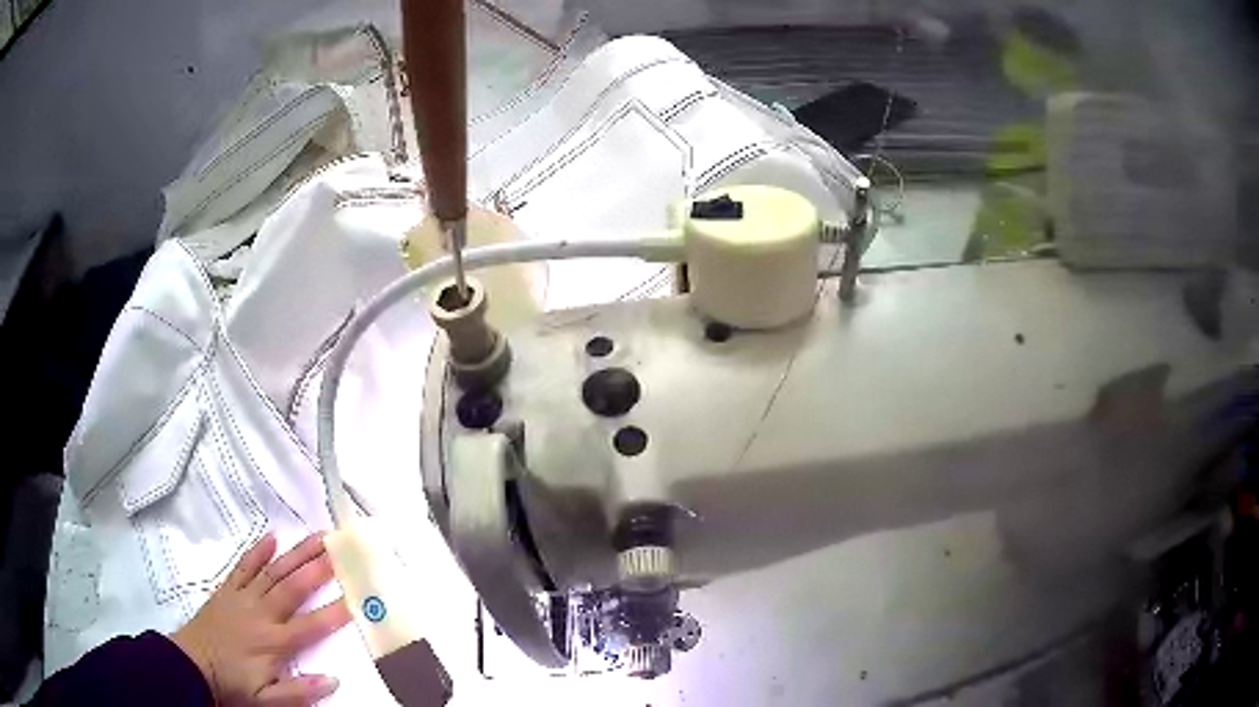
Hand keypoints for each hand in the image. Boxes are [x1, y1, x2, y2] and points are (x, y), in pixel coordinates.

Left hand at [173, 532, 351, 705]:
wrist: (192, 665)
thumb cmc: (233, 684)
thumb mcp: (268, 701)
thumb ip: (299, 691)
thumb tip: (333, 680)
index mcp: (274, 642)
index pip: (311, 626)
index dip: (335, 612)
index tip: (358, 596)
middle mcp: (262, 614)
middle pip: (293, 587)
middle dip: (318, 568)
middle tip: (340, 548)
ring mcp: (243, 597)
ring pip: (274, 571)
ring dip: (296, 553)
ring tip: (317, 537)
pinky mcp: (228, 590)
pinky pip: (244, 566)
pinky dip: (257, 551)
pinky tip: (272, 538)